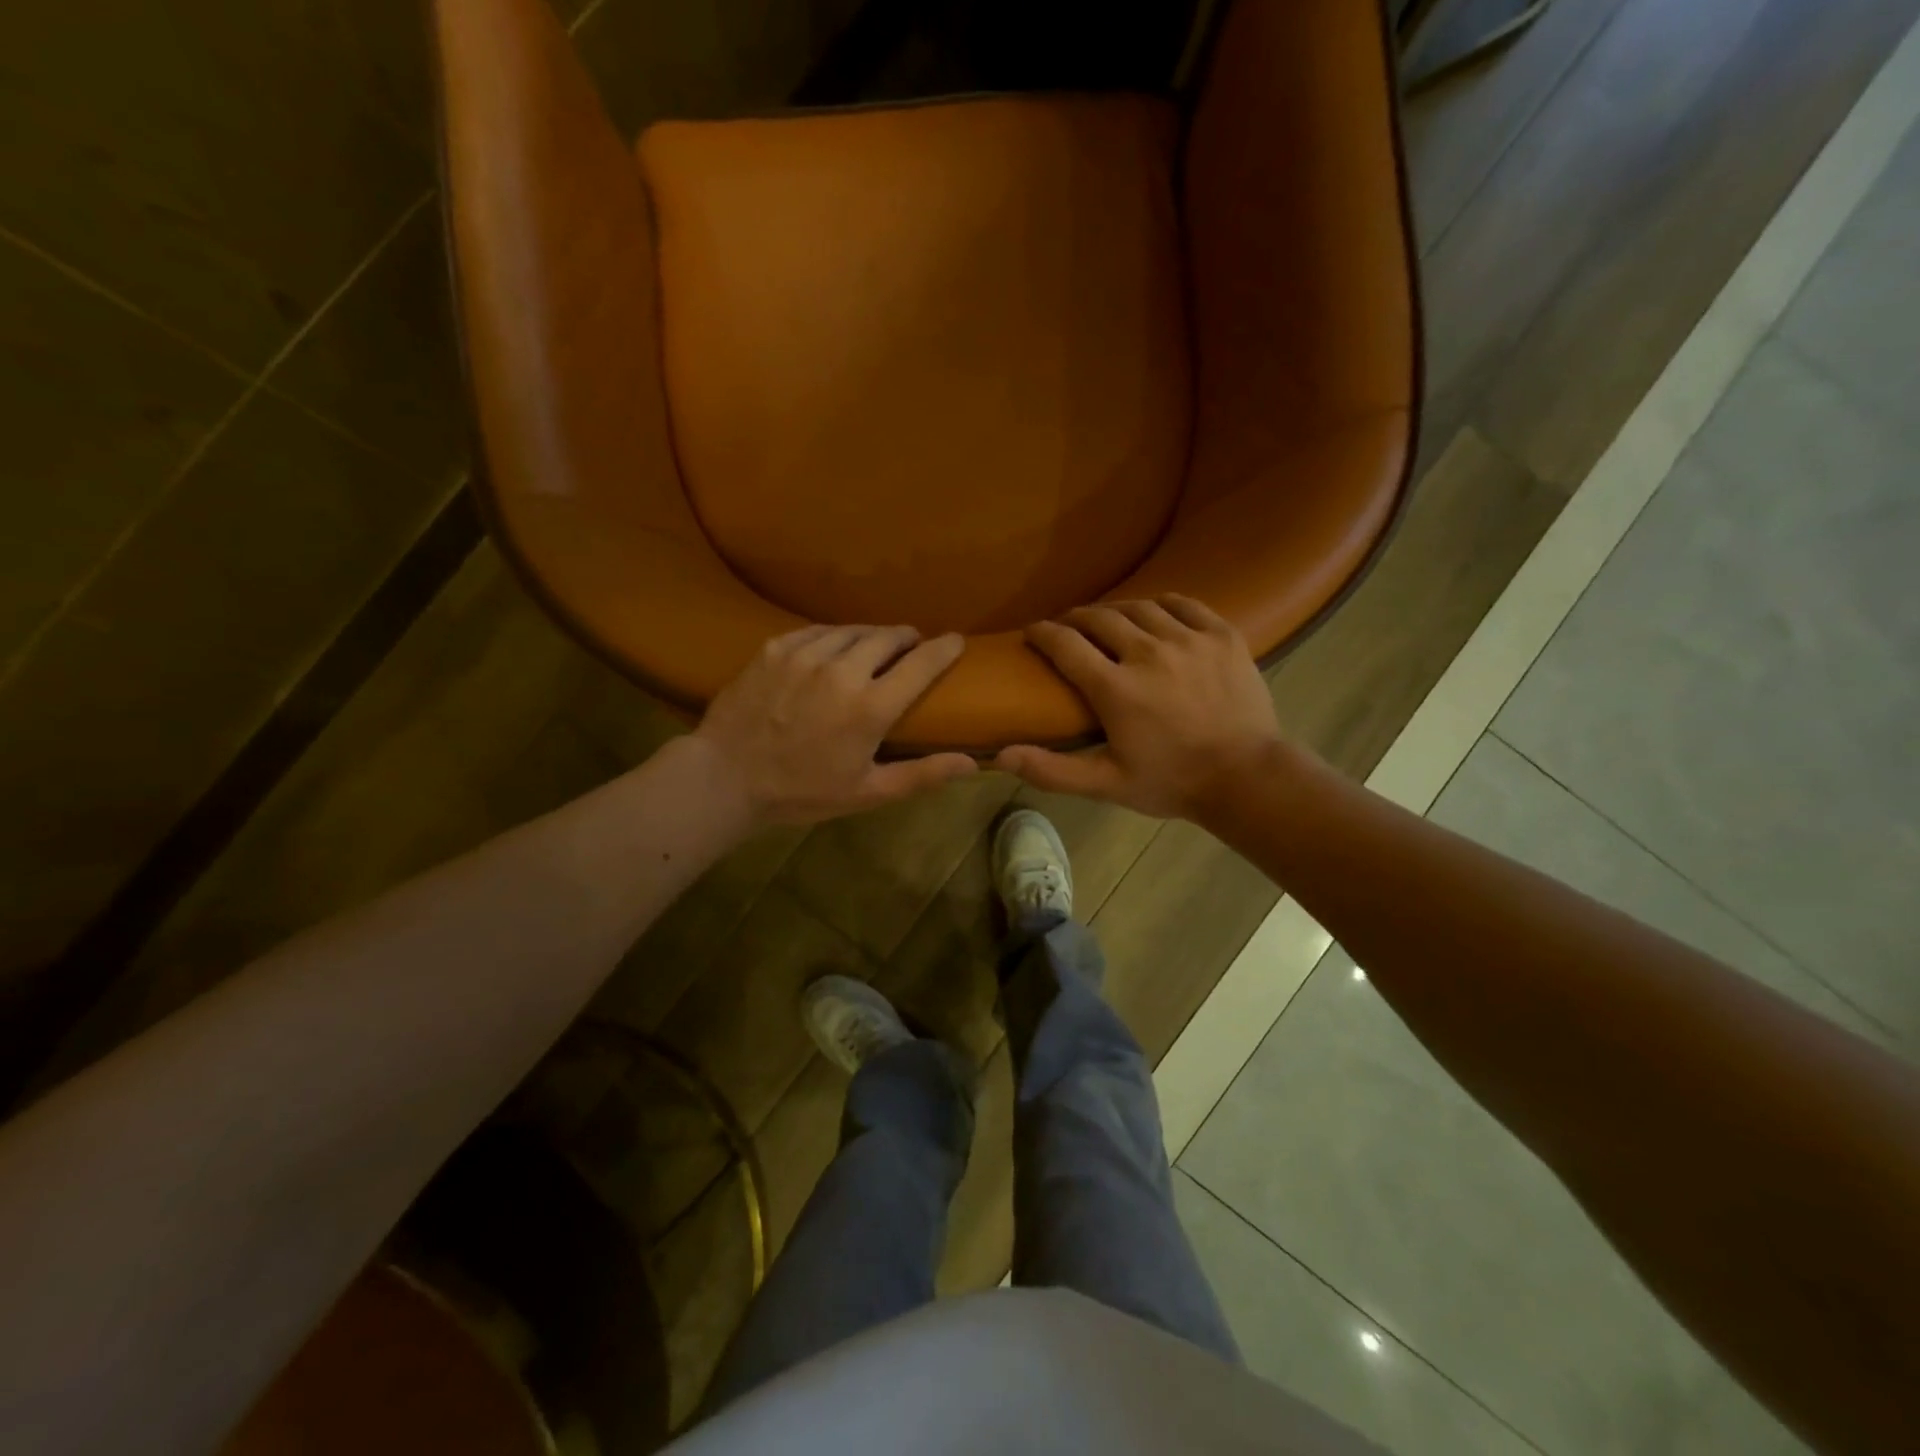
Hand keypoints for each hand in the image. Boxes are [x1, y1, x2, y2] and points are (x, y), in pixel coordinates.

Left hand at [695, 624, 975, 826]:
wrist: (724, 777)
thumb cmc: (801, 792)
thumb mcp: (866, 793)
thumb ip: (921, 775)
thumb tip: (973, 764)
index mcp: (870, 707)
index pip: (922, 663)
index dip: (944, 648)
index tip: (955, 640)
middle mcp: (842, 670)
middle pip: (888, 637)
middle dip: (907, 638)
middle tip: (912, 646)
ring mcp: (805, 654)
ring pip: (852, 630)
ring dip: (871, 635)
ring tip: (875, 645)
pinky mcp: (775, 647)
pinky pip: (816, 631)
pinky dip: (834, 637)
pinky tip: (833, 647)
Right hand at [994, 596, 1283, 820]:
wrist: (1247, 778)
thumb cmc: (1171, 782)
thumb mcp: (1106, 784)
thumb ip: (1052, 770)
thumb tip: (999, 755)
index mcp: (1116, 688)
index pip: (1065, 644)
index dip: (1043, 633)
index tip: (1033, 631)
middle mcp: (1148, 653)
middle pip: (1099, 617)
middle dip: (1076, 618)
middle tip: (1068, 627)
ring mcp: (1189, 640)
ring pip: (1140, 607)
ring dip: (1116, 611)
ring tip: (1108, 621)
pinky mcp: (1222, 636)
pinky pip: (1184, 604)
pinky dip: (1162, 604)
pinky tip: (1155, 614)